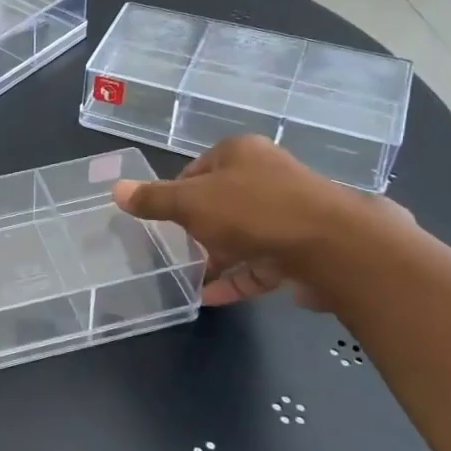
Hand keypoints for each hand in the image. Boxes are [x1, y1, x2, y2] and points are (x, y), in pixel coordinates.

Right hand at [111, 136, 411, 308]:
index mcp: (241, 153)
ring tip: (190, 277)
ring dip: (219, 256)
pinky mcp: (306, 247)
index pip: (198, 168)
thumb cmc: (253, 211)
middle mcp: (269, 175)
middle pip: (222, 200)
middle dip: (198, 227)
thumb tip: (115, 190)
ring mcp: (291, 211)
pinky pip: (263, 262)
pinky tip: (213, 298)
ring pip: (245, 233)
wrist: (334, 246)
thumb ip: (154, 200)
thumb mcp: (191, 203)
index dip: (177, 192)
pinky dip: (240, 278)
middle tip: (176, 248)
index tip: (163, 218)